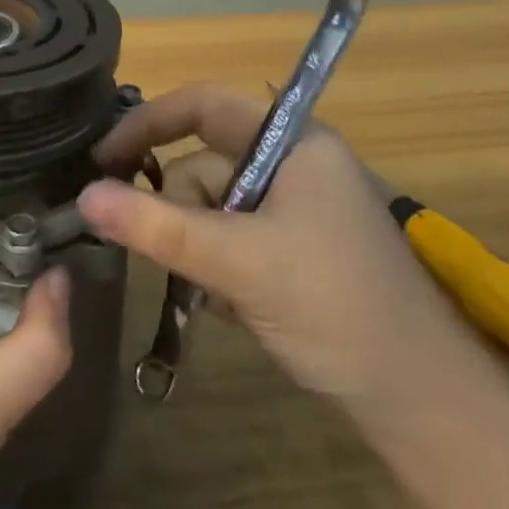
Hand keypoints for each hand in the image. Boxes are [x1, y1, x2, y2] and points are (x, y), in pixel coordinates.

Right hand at [83, 83, 468, 418]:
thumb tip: (85, 197)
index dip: (148, 122)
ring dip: (199, 246)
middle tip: (170, 255)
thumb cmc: (334, 308)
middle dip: (179, 209)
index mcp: (293, 141)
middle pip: (204, 162)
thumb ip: (157, 227)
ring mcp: (297, 208)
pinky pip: (232, 237)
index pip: (204, 104)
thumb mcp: (237, 262)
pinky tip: (235, 305)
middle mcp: (294, 163)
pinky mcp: (296, 248)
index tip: (103, 158)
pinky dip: (219, 265)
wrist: (423, 404)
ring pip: (213, 207)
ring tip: (217, 292)